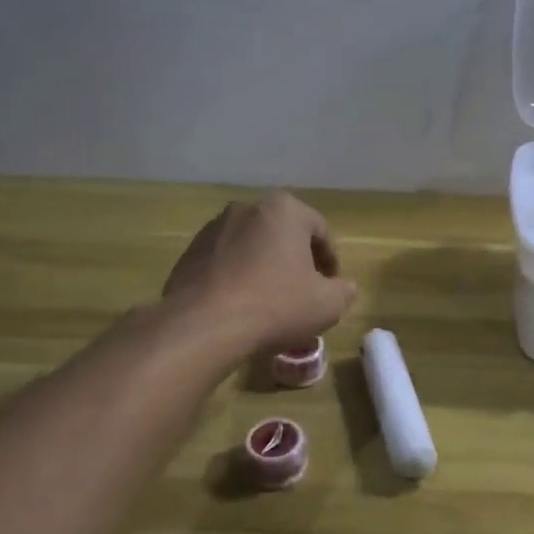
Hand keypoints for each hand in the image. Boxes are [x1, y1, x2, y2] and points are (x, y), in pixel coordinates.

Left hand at [163, 192, 357, 354]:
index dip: (330, 260)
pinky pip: (225, 262)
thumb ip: (344, 291)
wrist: (204, 325)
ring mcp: (213, 229)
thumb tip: (344, 287)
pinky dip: (237, 277)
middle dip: (295, 260)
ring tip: (270, 302)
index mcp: (285, 210)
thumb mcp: (327, 304)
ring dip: (264, 267)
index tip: (331, 286)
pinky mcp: (189, 252)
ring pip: (252, 247)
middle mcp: (247, 208)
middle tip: (303, 292)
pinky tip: (241, 306)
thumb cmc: (276, 305)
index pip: (319, 230)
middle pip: (283, 234)